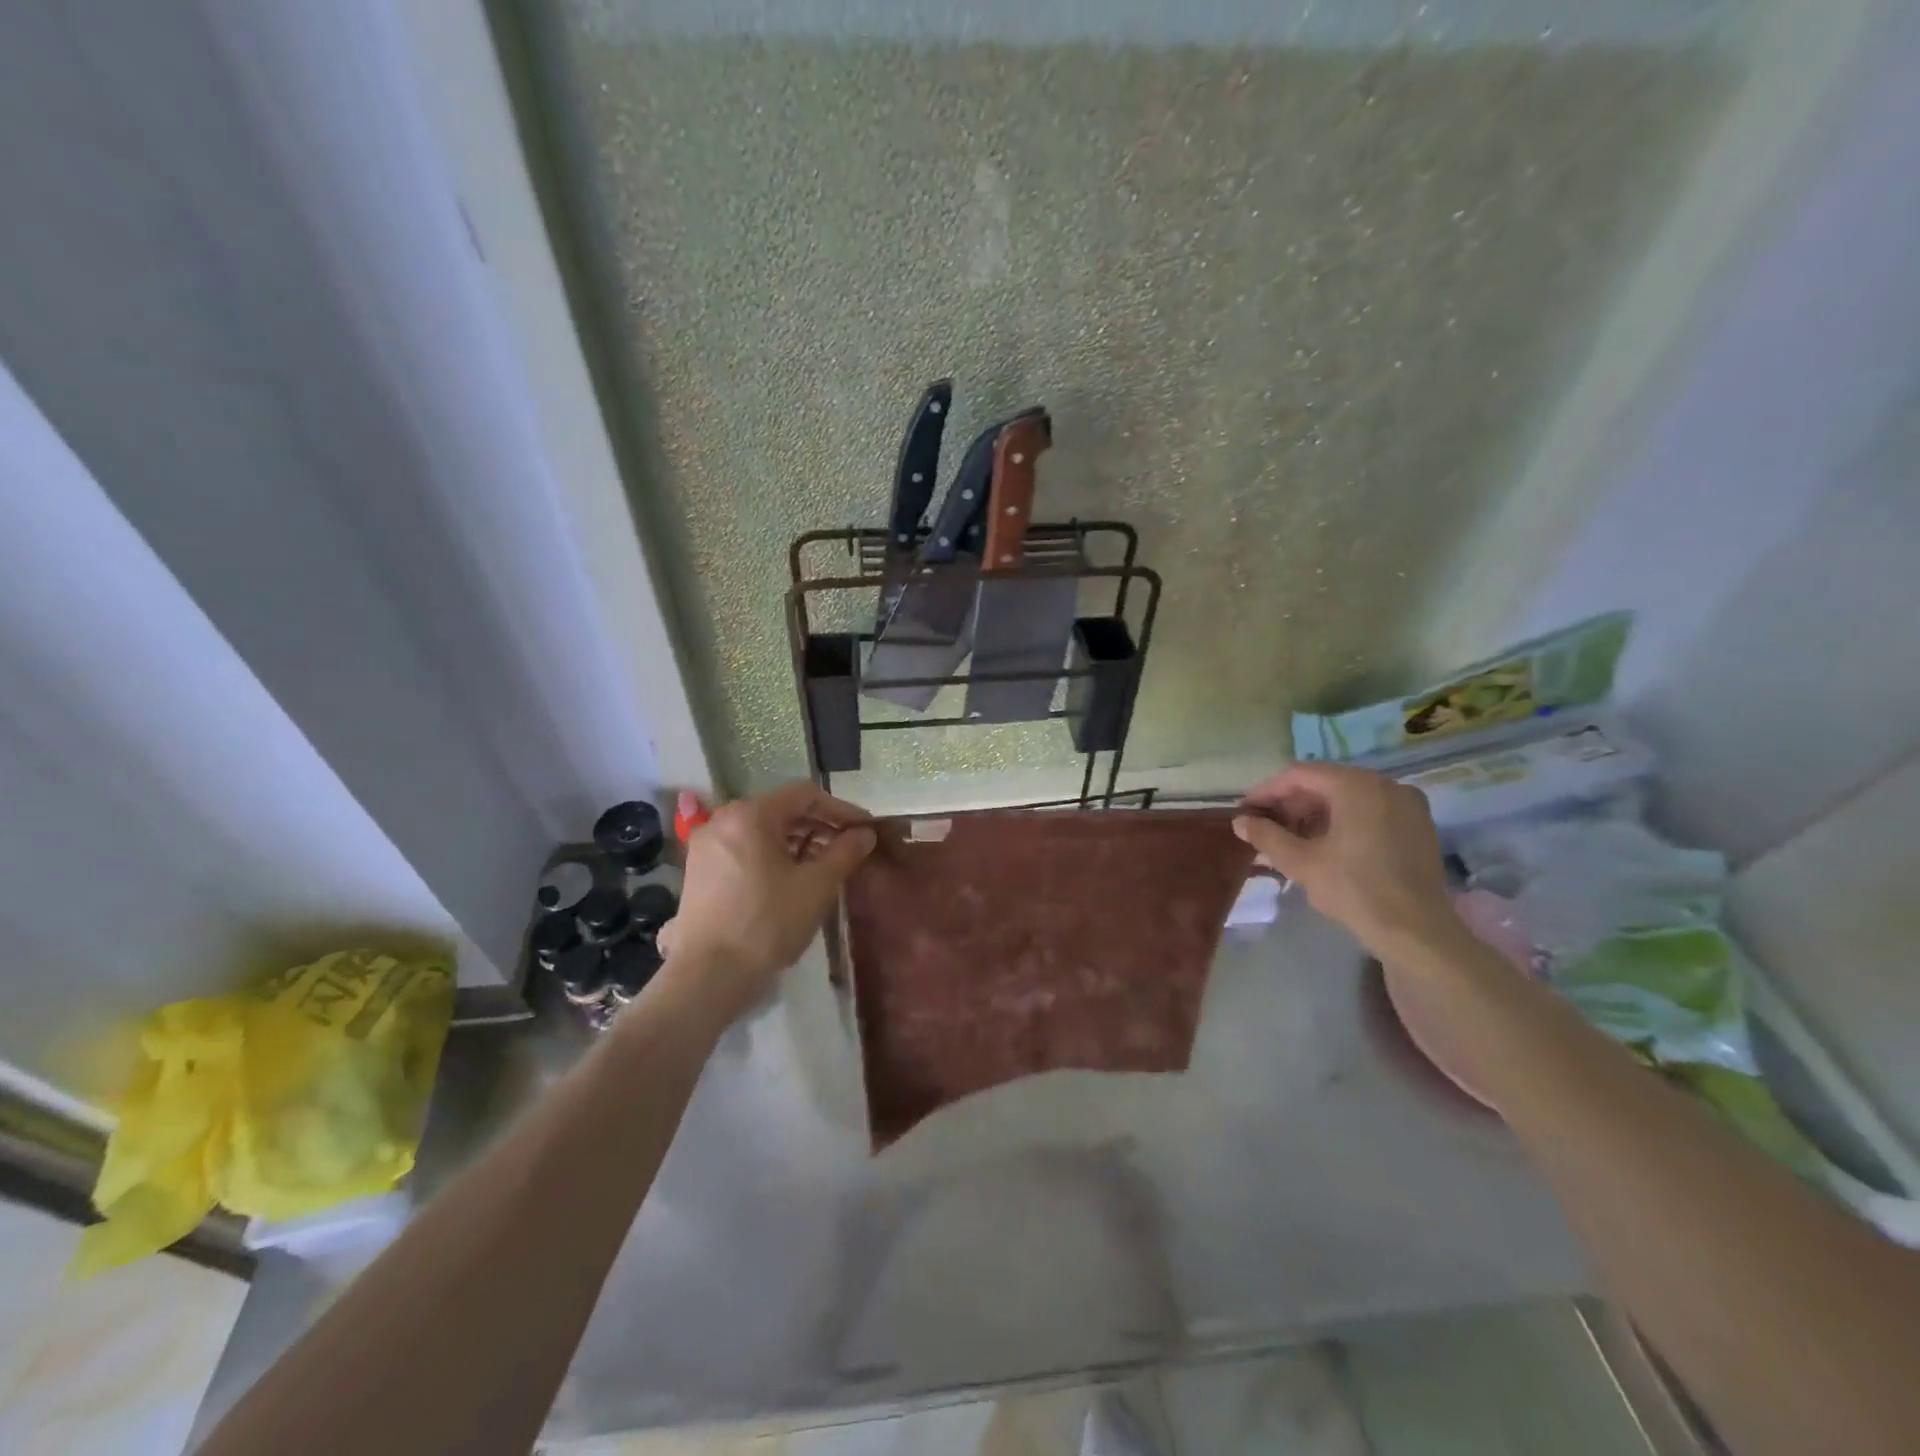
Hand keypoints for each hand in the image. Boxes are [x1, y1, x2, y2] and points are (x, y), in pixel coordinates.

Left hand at [660, 782, 875, 1022]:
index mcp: (750, 814)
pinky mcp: (700, 870)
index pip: (806, 795)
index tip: (865, 830)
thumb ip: (845, 852)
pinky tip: (791, 879)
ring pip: (763, 830)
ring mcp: (707, 845)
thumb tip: (865, 834)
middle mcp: (723, 819)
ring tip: (824, 866)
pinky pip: (745, 848)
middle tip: (849, 849)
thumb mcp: (816, 886)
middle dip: (820, 826)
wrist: (708, 976)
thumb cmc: (767, 923)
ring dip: (798, 842)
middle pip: (782, 810)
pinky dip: (773, 856)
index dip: (841, 810)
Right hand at [1234, 762, 1460, 959]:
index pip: (1299, 774)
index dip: (1267, 791)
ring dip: (1314, 814)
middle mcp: (1385, 784)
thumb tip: (1240, 822)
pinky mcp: (1417, 826)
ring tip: (1290, 839)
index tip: (1245, 811)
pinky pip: (1370, 811)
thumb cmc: (1354, 890)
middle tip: (1265, 827)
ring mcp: (1406, 804)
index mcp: (1357, 785)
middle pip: (1325, 783)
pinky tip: (1324, 845)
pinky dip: (1342, 821)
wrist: (1417, 932)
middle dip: (1291, 804)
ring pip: (1348, 797)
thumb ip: (1266, 836)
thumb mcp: (1301, 862)